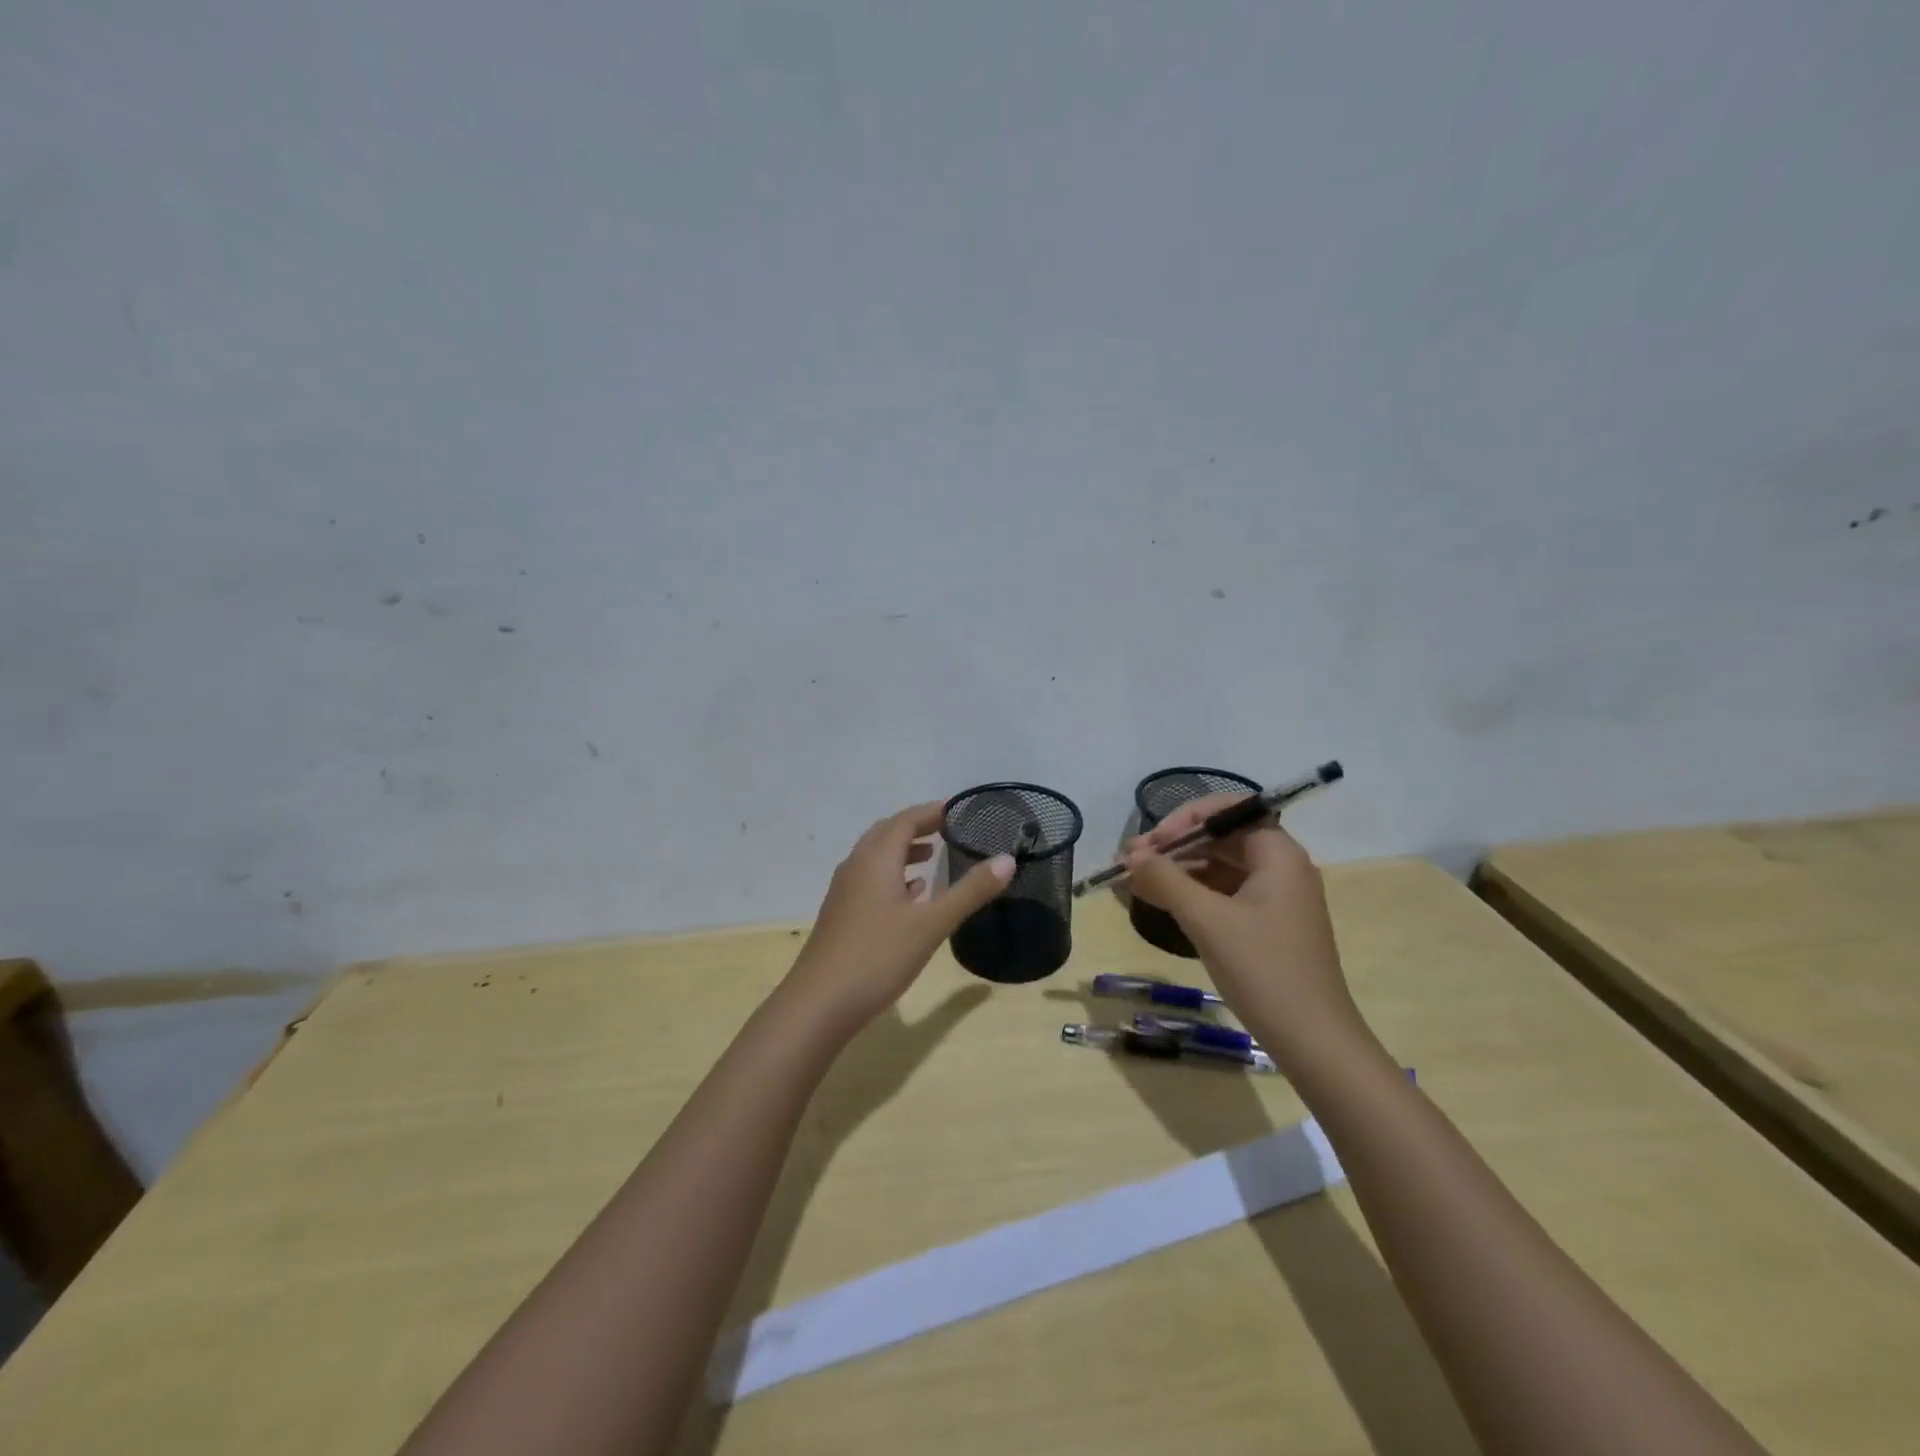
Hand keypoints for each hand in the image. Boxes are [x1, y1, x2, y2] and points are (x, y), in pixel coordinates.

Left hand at [784, 802, 1014, 1033]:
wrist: (819, 1004)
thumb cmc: (877, 957)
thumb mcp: (931, 924)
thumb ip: (970, 891)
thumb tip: (1007, 859)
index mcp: (876, 859)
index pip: (905, 820)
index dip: (931, 812)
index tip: (958, 810)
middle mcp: (856, 866)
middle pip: (887, 833)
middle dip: (917, 827)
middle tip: (948, 829)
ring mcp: (844, 892)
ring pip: (876, 858)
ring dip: (903, 851)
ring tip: (932, 856)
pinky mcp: (841, 915)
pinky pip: (869, 880)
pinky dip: (892, 876)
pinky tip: (910, 897)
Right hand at [1123, 794, 1366, 1060]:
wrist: (1314, 1041)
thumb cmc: (1264, 970)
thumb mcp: (1207, 920)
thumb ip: (1165, 879)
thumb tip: (1131, 856)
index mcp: (1278, 854)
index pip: (1227, 811)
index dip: (1184, 819)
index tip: (1151, 843)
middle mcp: (1281, 867)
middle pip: (1221, 838)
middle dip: (1174, 846)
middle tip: (1130, 861)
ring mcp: (1276, 898)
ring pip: (1220, 867)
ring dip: (1178, 870)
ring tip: (1135, 881)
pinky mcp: (1268, 925)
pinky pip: (1225, 894)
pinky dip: (1193, 894)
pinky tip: (1161, 902)